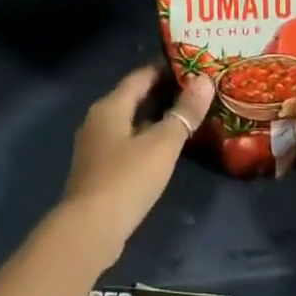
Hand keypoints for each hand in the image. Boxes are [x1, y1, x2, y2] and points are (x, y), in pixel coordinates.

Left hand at [56, 66, 214, 268]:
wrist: (90, 229)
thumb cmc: (127, 179)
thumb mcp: (162, 144)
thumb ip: (184, 113)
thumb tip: (204, 80)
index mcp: (110, 106)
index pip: (140, 76)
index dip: (165, 69)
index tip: (192, 67)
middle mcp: (97, 120)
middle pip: (133, 98)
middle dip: (162, 93)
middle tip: (196, 92)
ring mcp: (95, 146)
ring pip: (129, 122)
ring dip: (155, 118)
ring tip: (186, 118)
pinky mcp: (98, 170)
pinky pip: (126, 143)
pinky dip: (145, 139)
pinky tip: (164, 150)